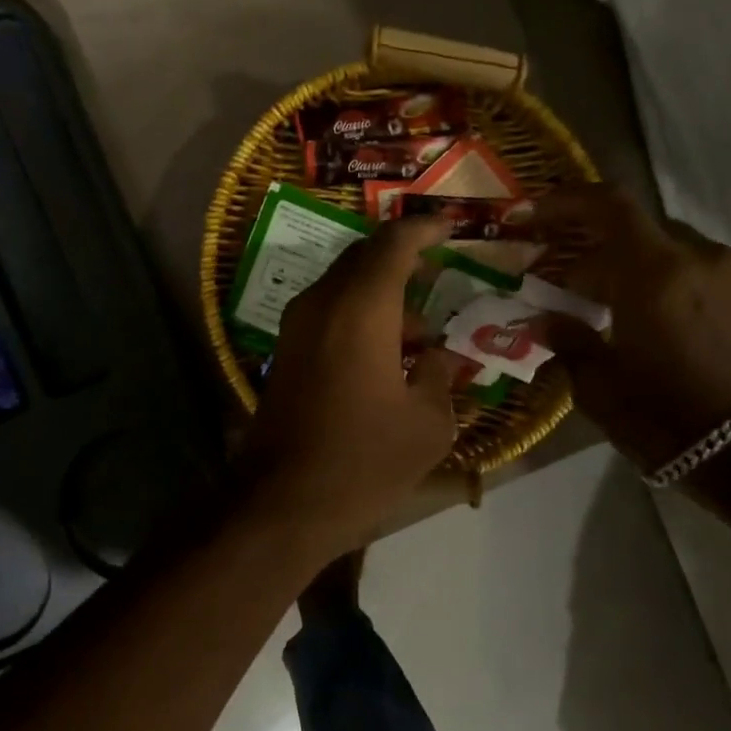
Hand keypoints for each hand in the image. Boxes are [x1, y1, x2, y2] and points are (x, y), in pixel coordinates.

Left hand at [237, 217, 462, 554]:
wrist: (282, 504)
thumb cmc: (364, 461)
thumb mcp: (427, 424)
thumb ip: (440, 378)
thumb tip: (439, 359)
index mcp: (360, 308)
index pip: (393, 244)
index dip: (424, 230)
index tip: (449, 226)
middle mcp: (321, 305)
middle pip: (363, 260)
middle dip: (402, 265)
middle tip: (439, 280)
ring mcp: (296, 331)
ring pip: (344, 291)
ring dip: (382, 302)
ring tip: (421, 343)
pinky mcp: (284, 357)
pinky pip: (328, 318)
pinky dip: (359, 322)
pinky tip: (386, 362)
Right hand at [534, 187, 730, 476]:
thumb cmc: (668, 421)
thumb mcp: (600, 387)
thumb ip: (568, 342)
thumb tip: (547, 320)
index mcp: (654, 274)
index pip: (608, 207)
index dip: (567, 202)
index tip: (535, 214)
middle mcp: (698, 257)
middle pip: (636, 228)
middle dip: (595, 248)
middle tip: (567, 286)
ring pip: (669, 249)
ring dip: (633, 266)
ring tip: (611, 309)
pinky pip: (698, 269)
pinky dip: (666, 280)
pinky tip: (654, 321)